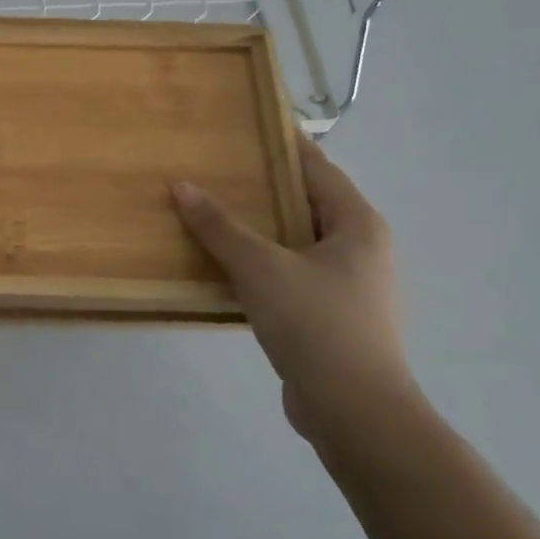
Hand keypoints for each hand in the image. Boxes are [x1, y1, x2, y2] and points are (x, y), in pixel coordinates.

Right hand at [173, 137, 418, 447]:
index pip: (317, 167)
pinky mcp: (328, 316)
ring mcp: (345, 285)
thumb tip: (181, 187)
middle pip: (304, 203)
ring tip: (208, 212)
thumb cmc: (316, 324)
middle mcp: (358, 248)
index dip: (282, 145)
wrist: (354, 412)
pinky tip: (221, 265)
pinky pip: (287, 274)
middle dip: (260, 187)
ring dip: (256, 229)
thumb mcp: (261, 267)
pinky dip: (258, 264)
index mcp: (357, 225)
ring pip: (293, 241)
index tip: (245, 126)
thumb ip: (220, 226)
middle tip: (213, 168)